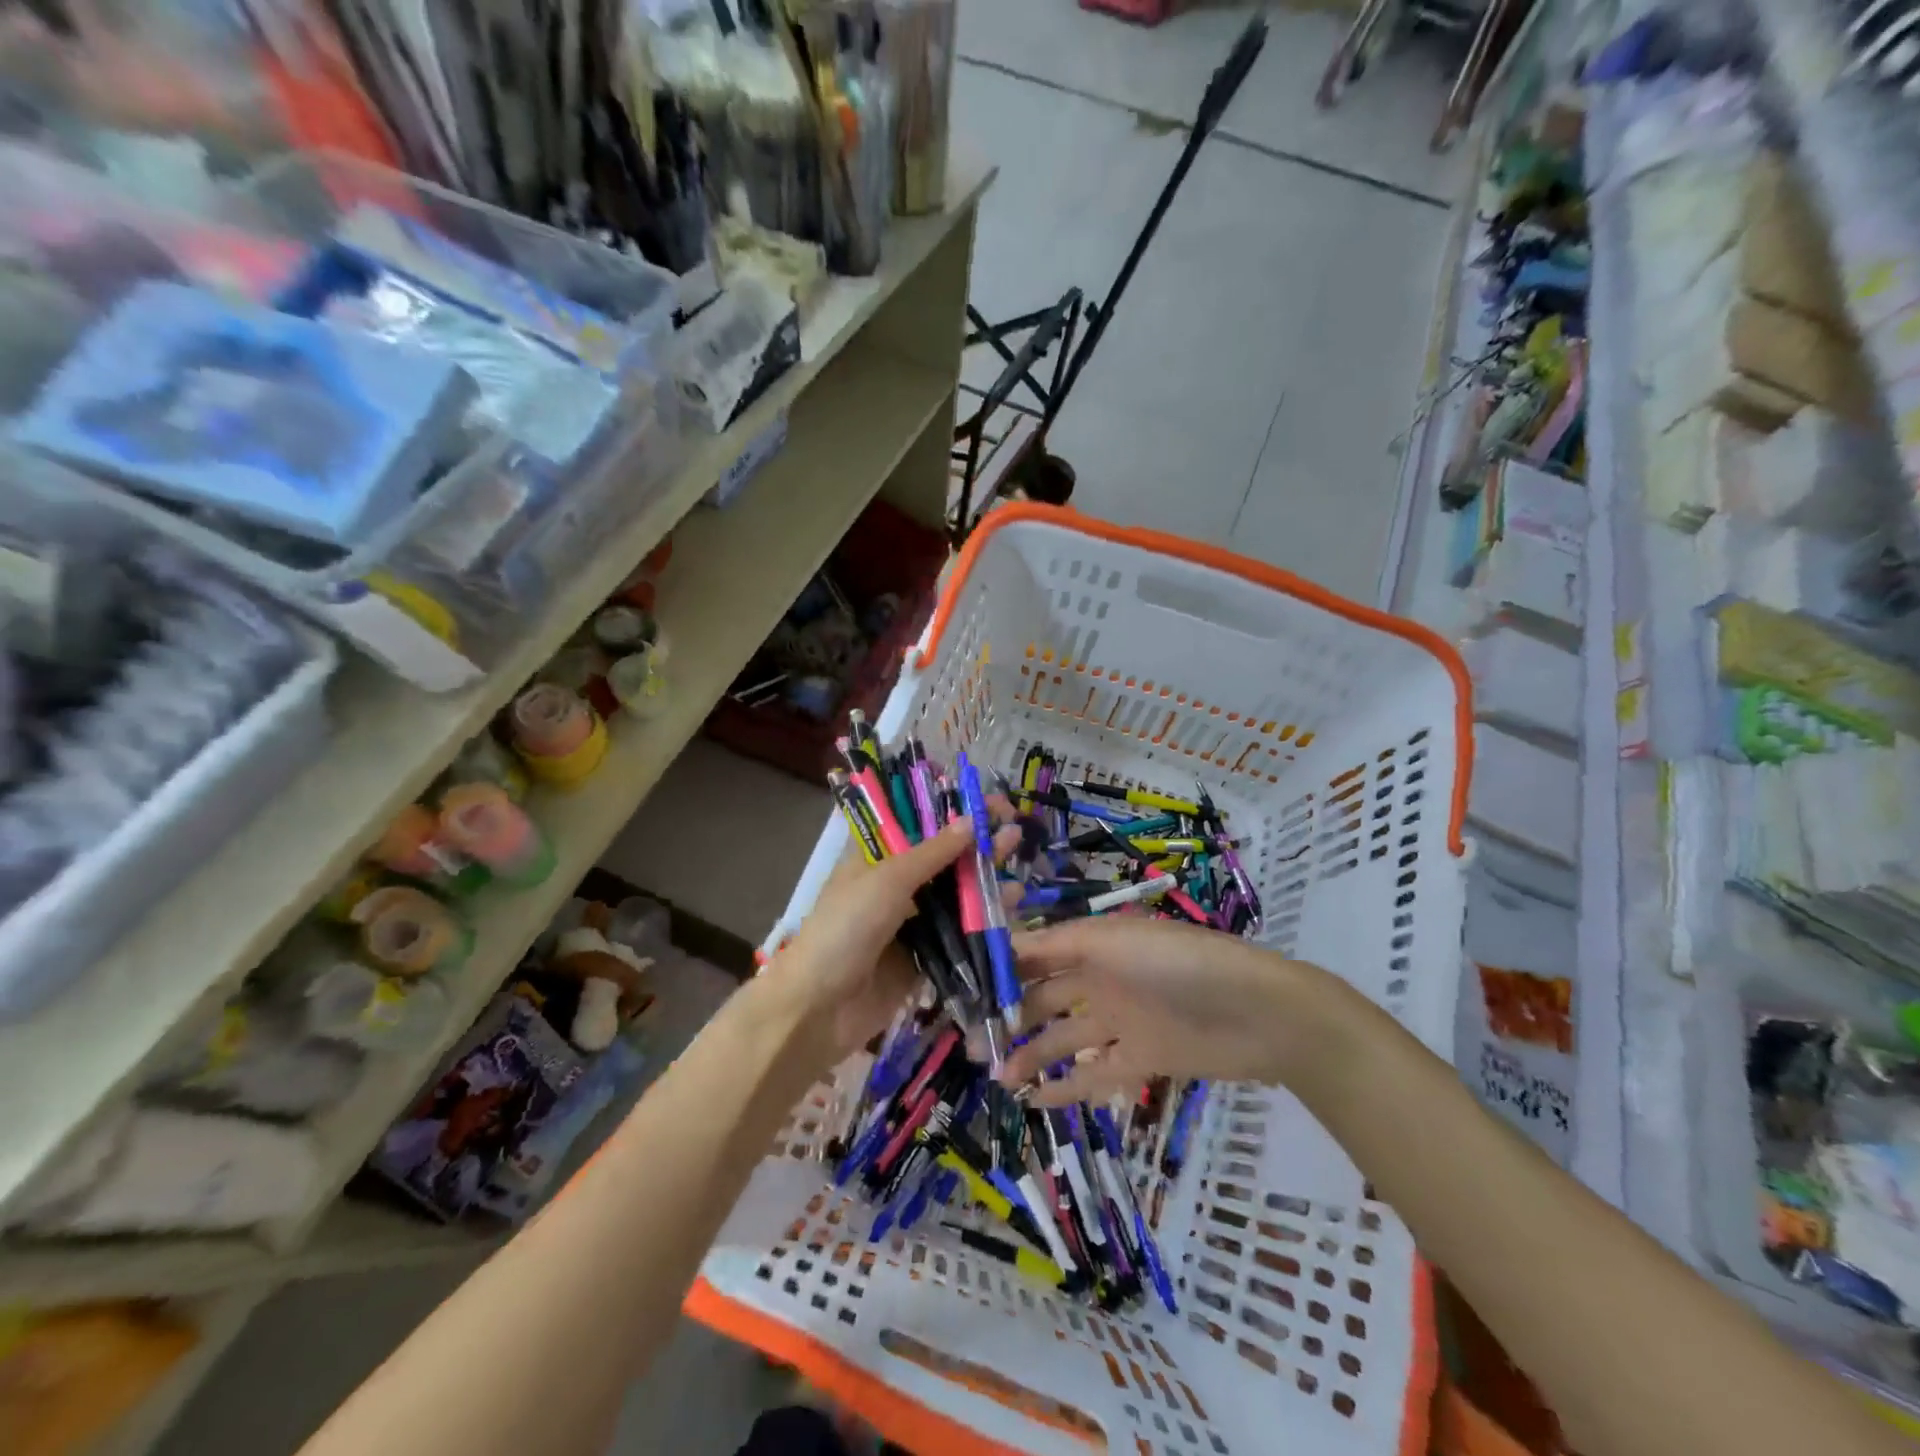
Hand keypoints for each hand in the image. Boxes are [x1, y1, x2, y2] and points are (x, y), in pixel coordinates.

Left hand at [769, 817, 1018, 1066]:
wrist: (819, 1008)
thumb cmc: (846, 928)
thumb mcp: (887, 879)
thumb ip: (932, 853)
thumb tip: (971, 820)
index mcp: (876, 857)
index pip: (920, 824)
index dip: (954, 812)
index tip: (991, 802)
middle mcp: (895, 885)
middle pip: (944, 859)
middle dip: (978, 843)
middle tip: (1015, 829)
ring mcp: (911, 922)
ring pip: (956, 894)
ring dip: (986, 878)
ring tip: (1018, 860)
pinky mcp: (926, 957)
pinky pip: (960, 932)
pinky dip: (985, 918)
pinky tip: (1012, 903)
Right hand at [996, 917, 1324, 1106]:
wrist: (1257, 1014)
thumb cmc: (1177, 964)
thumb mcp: (1111, 942)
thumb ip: (1056, 946)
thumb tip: (1001, 944)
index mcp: (1092, 943)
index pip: (1036, 954)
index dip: (1001, 969)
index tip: (962, 989)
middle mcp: (1101, 978)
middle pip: (1045, 997)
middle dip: (1008, 1015)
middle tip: (969, 1042)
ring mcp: (1122, 1020)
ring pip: (1064, 1037)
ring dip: (1031, 1054)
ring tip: (995, 1075)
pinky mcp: (1142, 1059)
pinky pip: (1095, 1073)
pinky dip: (1067, 1086)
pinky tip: (1035, 1100)